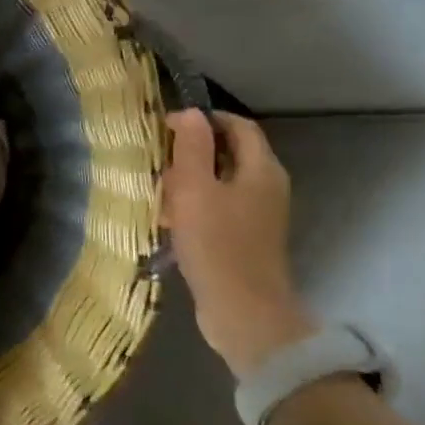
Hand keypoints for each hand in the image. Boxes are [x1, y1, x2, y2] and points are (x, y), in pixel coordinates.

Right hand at [157, 110, 317, 377]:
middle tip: (157, 160)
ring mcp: (259, 214)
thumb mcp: (195, 190)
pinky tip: (169, 220)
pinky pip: (218, 207)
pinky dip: (194, 205)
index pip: (236, 125)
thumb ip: (192, 148)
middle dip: (191, 152)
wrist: (242, 311)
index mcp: (262, 169)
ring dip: (189, 180)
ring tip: (157, 191)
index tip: (166, 127)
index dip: (202, 120)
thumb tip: (190, 113)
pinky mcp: (246, 238)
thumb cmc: (216, 245)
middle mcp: (267, 186)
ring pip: (220, 181)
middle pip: (228, 153)